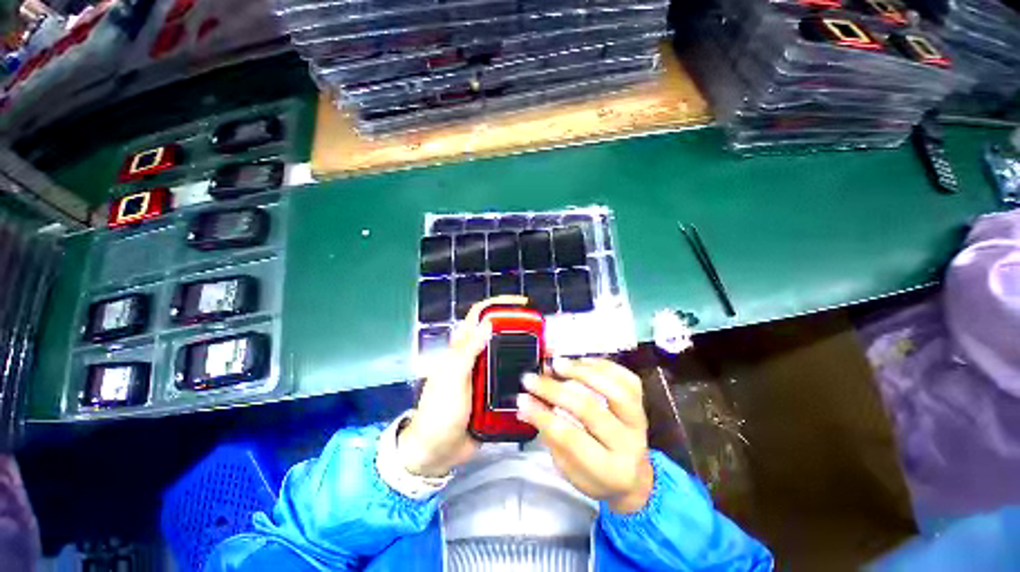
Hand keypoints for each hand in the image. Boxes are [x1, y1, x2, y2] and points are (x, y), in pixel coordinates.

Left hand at [398, 296, 527, 477]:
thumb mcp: (452, 378)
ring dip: (529, 352)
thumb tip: (488, 321)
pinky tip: (542, 378)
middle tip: (545, 334)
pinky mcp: (496, 393)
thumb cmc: (440, 411)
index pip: (481, 315)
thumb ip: (467, 351)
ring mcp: (487, 375)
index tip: (523, 304)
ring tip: (549, 356)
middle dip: (523, 329)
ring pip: (511, 356)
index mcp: (463, 347)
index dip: (500, 304)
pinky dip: (528, 374)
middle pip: (502, 333)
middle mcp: (477, 356)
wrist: (437, 452)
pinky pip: (514, 377)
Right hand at [518, 358, 653, 513]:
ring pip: (614, 390)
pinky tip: (581, 361)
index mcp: (608, 470)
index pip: (571, 438)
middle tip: (531, 378)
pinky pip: (626, 378)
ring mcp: (638, 420)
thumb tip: (524, 405)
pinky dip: (602, 365)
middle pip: (590, 410)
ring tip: (556, 363)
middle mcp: (628, 444)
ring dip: (581, 372)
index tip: (522, 398)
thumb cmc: (596, 476)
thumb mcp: (568, 469)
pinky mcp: (642, 403)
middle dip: (554, 391)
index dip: (543, 416)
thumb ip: (549, 435)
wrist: (634, 478)